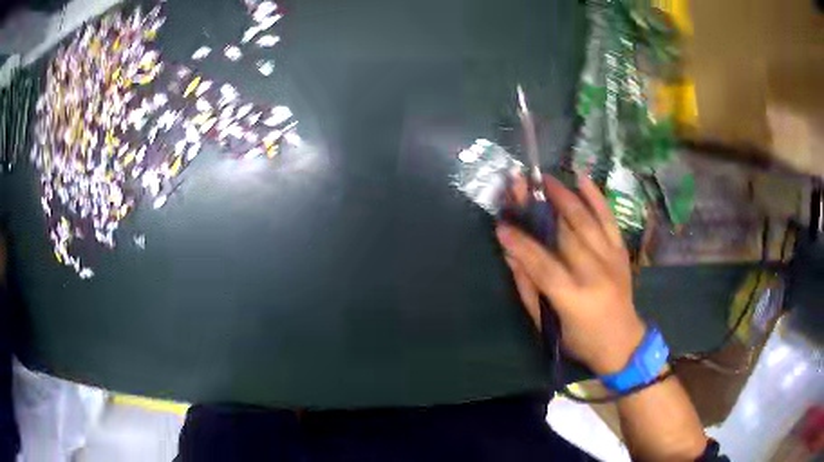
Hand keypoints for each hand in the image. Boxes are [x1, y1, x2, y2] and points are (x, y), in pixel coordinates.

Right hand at [496, 173, 645, 374]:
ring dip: (566, 196)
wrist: (623, 342)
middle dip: (541, 208)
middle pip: (567, 234)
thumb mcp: (548, 325)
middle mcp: (596, 274)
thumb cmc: (580, 340)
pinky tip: (583, 178)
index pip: (543, 265)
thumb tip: (512, 256)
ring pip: (588, 221)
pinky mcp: (621, 252)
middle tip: (521, 187)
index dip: (521, 244)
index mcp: (574, 299)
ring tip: (547, 179)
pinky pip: (609, 220)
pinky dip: (597, 198)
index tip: (501, 224)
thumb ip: (529, 290)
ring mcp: (612, 260)